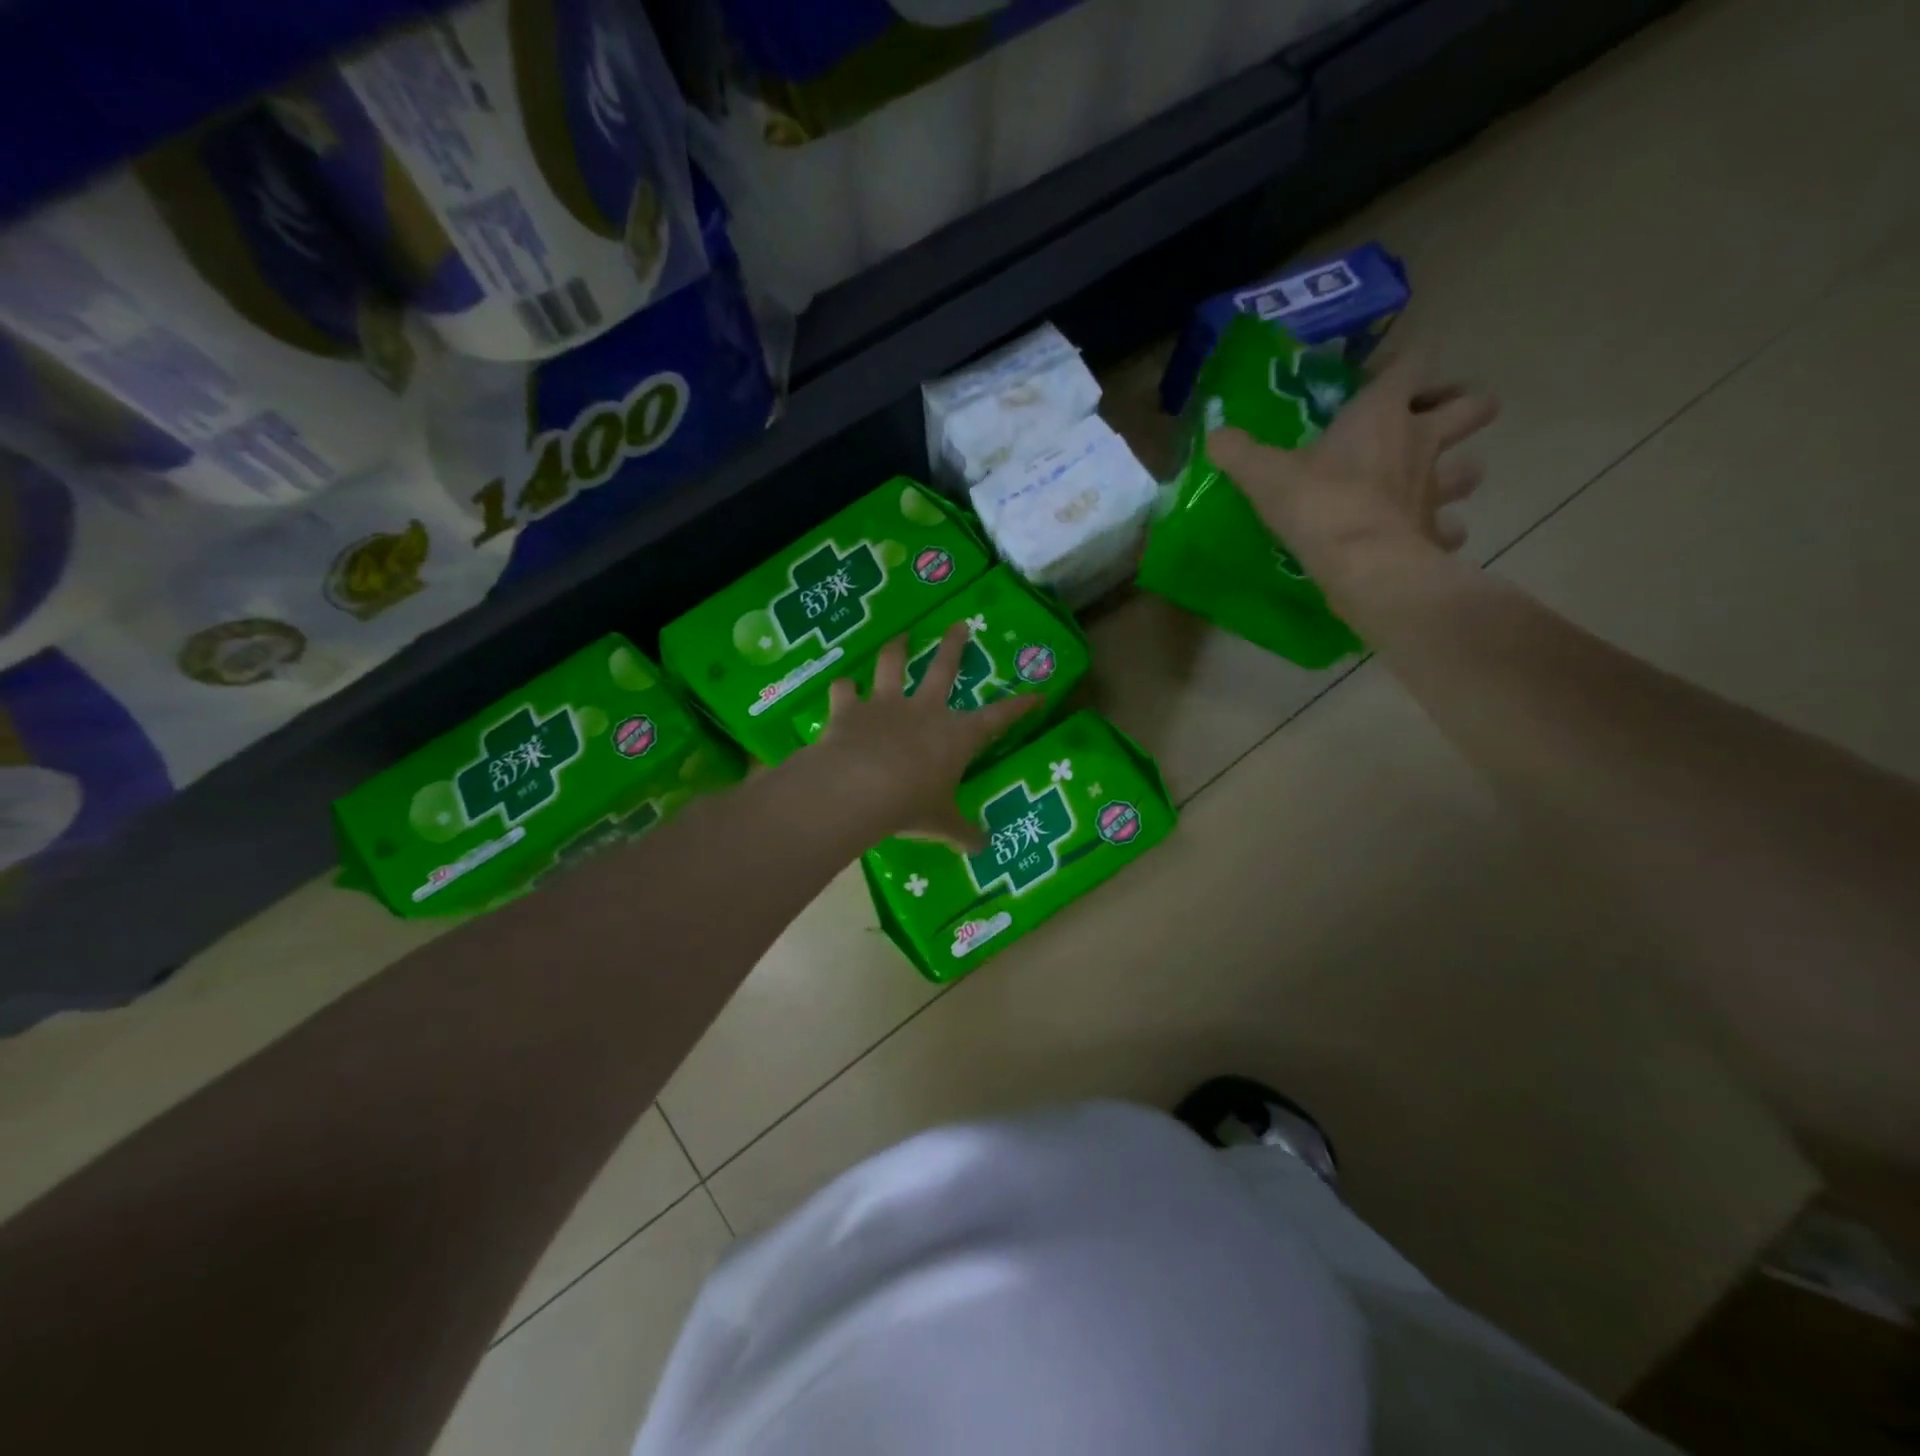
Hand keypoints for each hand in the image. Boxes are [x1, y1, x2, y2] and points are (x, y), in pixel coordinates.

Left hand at [813, 623, 1040, 849]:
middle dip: (954, 646)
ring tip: (900, 636)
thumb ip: (962, 833)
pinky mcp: (850, 710)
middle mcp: (924, 710)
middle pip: (943, 669)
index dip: (1019, 706)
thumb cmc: (911, 804)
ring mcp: (885, 705)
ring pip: (892, 665)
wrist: (859, 788)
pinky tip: (842, 686)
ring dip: (897, 648)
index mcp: (956, 735)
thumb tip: (983, 849)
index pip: (998, 718)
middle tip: (959, 625)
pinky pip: (844, 691)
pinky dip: (843, 688)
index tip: (1037, 693)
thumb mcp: (941, 824)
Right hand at [1210, 350, 1499, 587]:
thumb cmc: (1318, 504)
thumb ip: (1239, 452)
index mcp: (1382, 413)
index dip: (1405, 361)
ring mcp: (1436, 488)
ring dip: (1458, 471)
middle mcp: (1420, 442)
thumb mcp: (1265, 475)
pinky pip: (1450, 529)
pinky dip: (1441, 532)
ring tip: (1431, 483)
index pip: (1415, 360)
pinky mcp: (1436, 533)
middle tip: (1430, 421)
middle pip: (1473, 405)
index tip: (1385, 374)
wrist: (1362, 564)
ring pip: (1471, 468)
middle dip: (1461, 406)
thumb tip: (1214, 436)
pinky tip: (1422, 537)